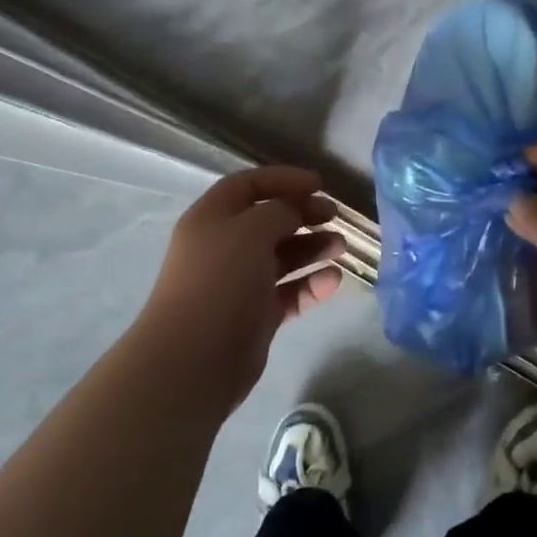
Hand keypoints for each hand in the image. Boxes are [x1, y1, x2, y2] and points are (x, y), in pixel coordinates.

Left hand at [136, 167, 345, 412]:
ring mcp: (239, 283)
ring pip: (281, 257)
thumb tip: (294, 211)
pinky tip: (333, 281)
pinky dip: (310, 285)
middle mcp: (223, 246)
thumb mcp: (251, 230)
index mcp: (212, 217)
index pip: (249, 185)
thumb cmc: (221, 281)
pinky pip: (288, 292)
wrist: (195, 358)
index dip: (283, 179)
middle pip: (268, 220)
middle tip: (335, 216)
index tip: (319, 184)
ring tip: (341, 247)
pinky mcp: (255, 315)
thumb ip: (279, 210)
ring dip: (312, 248)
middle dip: (303, 214)